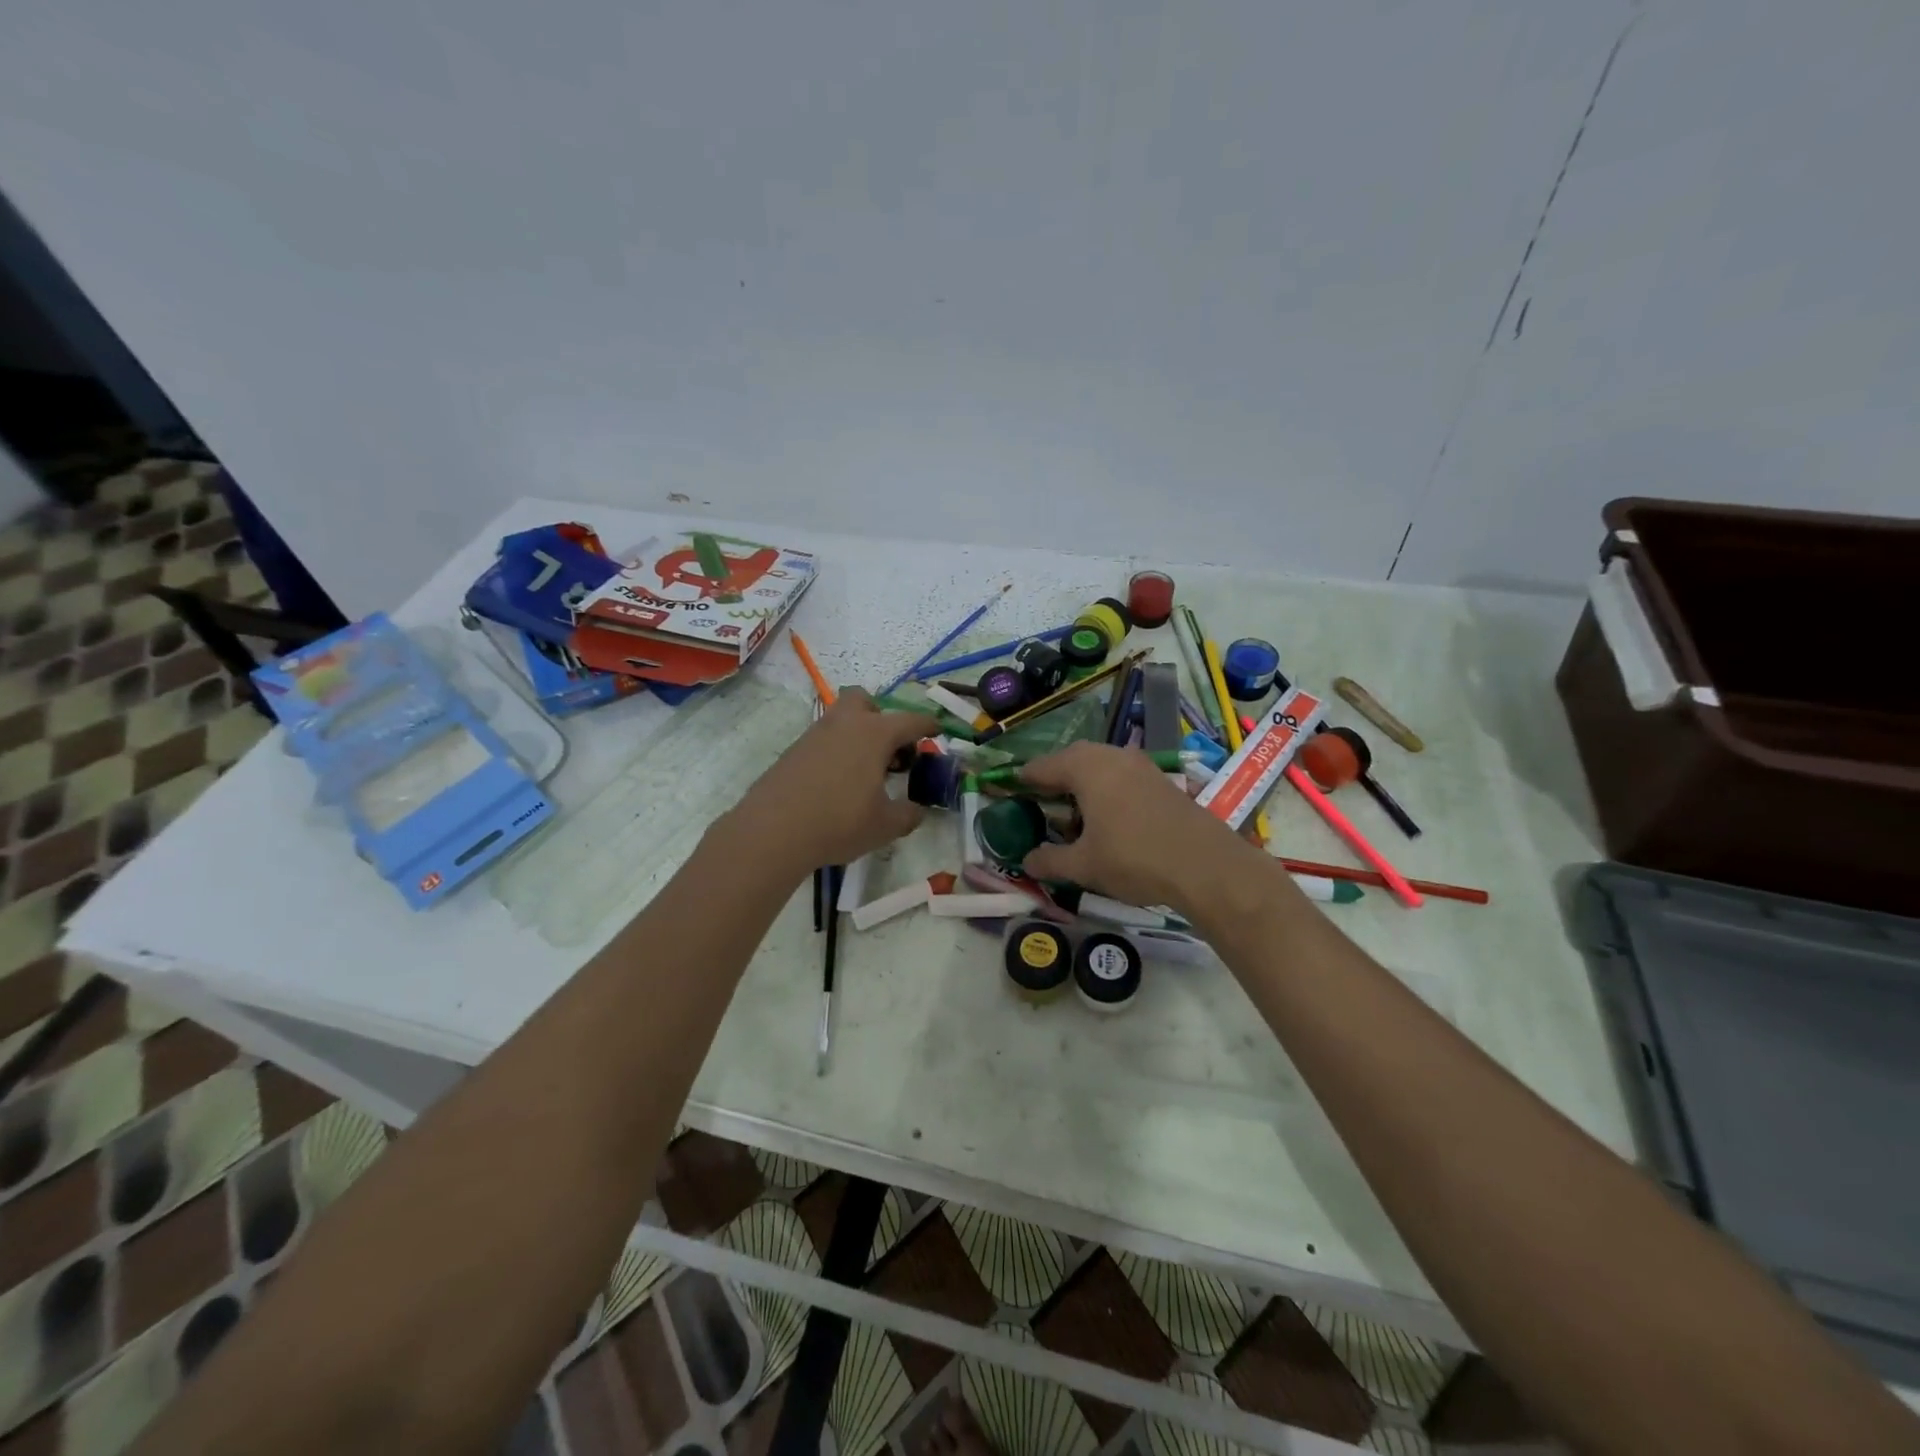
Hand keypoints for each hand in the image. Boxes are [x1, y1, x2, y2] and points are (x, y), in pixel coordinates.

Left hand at [733, 689, 938, 872]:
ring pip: (841, 719)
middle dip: (880, 716)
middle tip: (889, 749)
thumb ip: (909, 814)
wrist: (773, 831)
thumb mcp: (886, 825)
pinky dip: (836, 752)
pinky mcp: (794, 751)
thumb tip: (917, 810)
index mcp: (874, 733)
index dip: (928, 725)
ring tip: (865, 772)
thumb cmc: (839, 822)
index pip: (911, 720)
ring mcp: (815, 734)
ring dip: (857, 735)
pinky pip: (823, 740)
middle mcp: (845, 724)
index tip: (938, 731)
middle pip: (864, 701)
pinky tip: (837, 784)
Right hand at [1020, 742, 1256, 914]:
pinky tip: (1106, 817)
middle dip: (1054, 778)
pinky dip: (1106, 789)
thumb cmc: (1134, 858)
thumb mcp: (1084, 865)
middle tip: (1038, 799)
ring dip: (1082, 783)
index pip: (1043, 766)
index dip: (1022, 779)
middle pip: (1073, 759)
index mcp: (1086, 768)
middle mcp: (1112, 756)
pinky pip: (1121, 776)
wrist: (1206, 865)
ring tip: (1071, 811)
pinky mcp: (1161, 781)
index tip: (1005, 788)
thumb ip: (1050, 860)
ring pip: (1101, 765)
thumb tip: (1027, 861)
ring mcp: (1141, 765)